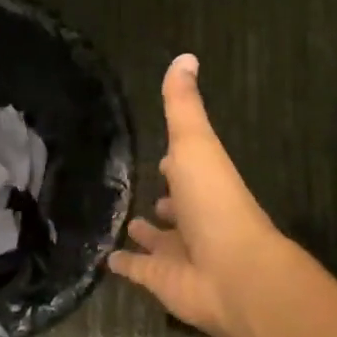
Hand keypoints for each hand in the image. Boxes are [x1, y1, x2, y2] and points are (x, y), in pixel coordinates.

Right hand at [108, 54, 307, 336]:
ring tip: (125, 222)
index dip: (175, 162)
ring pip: (159, 240)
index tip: (161, 156)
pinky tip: (105, 258)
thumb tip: (185, 57)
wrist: (231, 272)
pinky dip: (123, 264)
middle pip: (177, 207)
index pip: (186, 169)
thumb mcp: (195, 144)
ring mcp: (178, 252)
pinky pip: (138, 270)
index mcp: (204, 184)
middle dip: (164, 199)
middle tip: (141, 190)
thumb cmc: (214, 202)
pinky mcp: (160, 280)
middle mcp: (194, 217)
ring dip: (146, 232)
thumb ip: (183, 106)